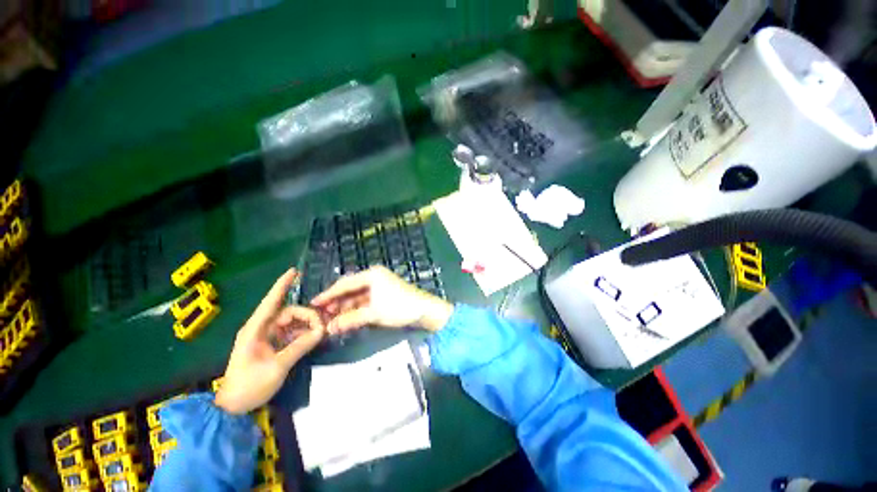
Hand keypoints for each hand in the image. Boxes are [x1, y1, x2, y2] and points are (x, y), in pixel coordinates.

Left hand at [215, 269, 324, 413]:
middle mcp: (260, 328)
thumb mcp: (278, 366)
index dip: (282, 285)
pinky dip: (301, 334)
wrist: (233, 407)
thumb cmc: (250, 385)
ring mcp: (265, 337)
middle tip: (321, 328)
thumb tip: (321, 330)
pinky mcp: (269, 345)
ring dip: (305, 325)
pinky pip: (289, 333)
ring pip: (290, 322)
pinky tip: (311, 339)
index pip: (271, 301)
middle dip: (306, 316)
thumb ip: (300, 346)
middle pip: (288, 313)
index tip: (294, 271)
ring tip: (318, 333)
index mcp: (255, 329)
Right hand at [311, 266, 452, 335]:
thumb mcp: (374, 313)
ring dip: (346, 307)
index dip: (329, 294)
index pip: (345, 283)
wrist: (425, 311)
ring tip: (331, 319)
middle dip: (337, 302)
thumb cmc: (399, 307)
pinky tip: (346, 318)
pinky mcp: (384, 295)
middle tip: (321, 314)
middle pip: (351, 289)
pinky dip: (356, 310)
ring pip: (358, 296)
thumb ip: (350, 319)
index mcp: (372, 275)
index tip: (313, 303)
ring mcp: (380, 286)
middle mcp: (375, 277)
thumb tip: (328, 329)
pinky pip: (365, 301)